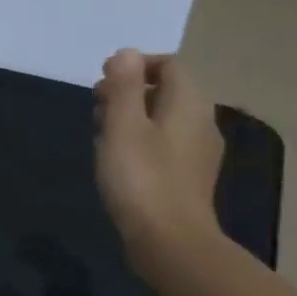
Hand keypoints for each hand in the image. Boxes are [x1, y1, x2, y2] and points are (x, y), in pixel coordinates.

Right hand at [94, 50, 224, 275]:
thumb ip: (123, 87)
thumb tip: (126, 53)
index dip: (135, 66)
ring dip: (134, 118)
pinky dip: (142, 142)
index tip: (102, 81)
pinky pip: (166, 145)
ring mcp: (199, 153)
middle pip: (168, 92)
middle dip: (131, 92)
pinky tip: (119, 161)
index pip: (169, 65)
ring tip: (101, 133)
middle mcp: (201, 122)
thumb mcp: (123, 127)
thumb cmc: (141, 179)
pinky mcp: (189, 179)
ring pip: (165, 120)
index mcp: (188, 103)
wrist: (170, 242)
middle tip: (95, 106)